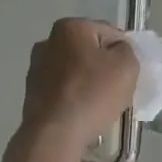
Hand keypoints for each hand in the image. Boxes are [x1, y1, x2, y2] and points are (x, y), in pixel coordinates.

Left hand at [22, 18, 138, 153]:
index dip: (124, 53)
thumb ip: (128, 50)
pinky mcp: (32, 92)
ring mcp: (36, 68)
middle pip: (89, 51)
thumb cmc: (93, 94)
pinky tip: (82, 113)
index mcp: (70, 27)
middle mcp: (48, 41)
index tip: (129, 75)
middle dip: (104, 67)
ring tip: (100, 105)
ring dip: (89, 83)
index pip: (110, 33)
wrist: (56, 134)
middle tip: (118, 90)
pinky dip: (74, 97)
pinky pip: (64, 89)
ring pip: (75, 71)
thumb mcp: (127, 66)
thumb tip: (117, 52)